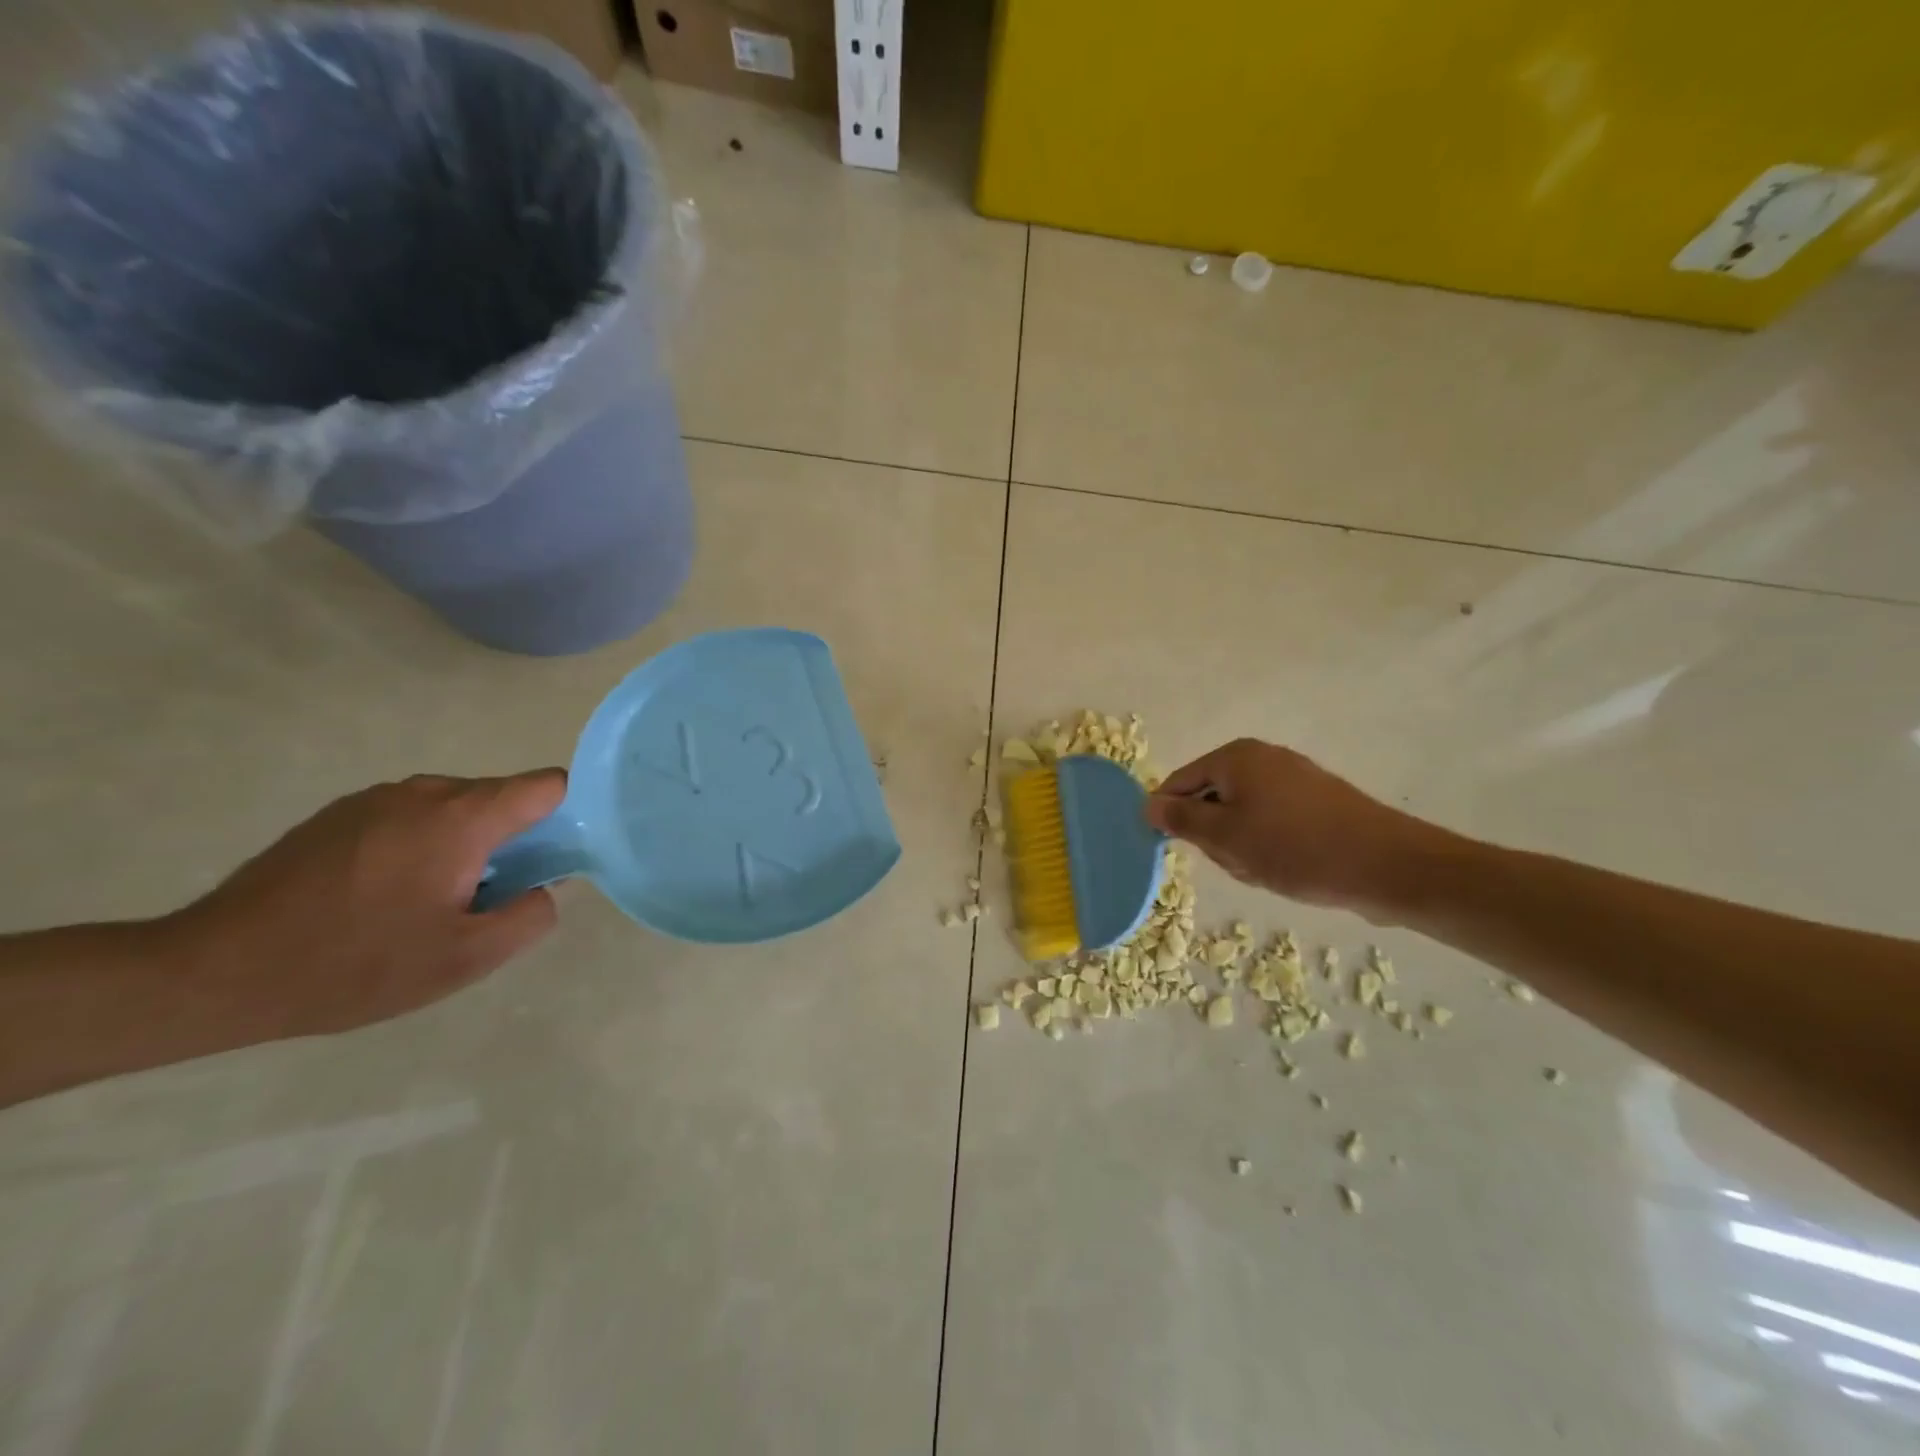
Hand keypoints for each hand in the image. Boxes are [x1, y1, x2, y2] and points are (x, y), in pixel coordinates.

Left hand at [165, 771, 566, 1044]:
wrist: (215, 972)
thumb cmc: (356, 964)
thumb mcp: (466, 959)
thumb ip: (531, 916)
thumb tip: (544, 888)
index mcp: (463, 817)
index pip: (548, 785)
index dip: (565, 817)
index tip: (549, 863)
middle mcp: (425, 791)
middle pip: (501, 797)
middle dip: (511, 841)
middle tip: (482, 900)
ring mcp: (375, 798)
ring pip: (455, 808)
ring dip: (464, 844)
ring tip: (427, 903)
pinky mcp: (338, 813)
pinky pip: (410, 817)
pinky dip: (421, 845)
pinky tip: (382, 897)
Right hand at [1145, 739, 1434, 916]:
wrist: (1386, 866)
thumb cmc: (1294, 848)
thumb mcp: (1226, 837)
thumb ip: (1181, 820)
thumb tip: (1148, 805)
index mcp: (1235, 758)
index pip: (1179, 783)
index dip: (1171, 817)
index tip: (1176, 851)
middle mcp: (1262, 758)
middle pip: (1211, 799)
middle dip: (1215, 836)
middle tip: (1237, 861)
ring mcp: (1293, 778)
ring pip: (1241, 817)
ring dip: (1242, 846)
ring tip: (1265, 870)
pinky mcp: (1316, 802)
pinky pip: (1272, 822)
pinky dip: (1269, 846)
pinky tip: (1286, 868)